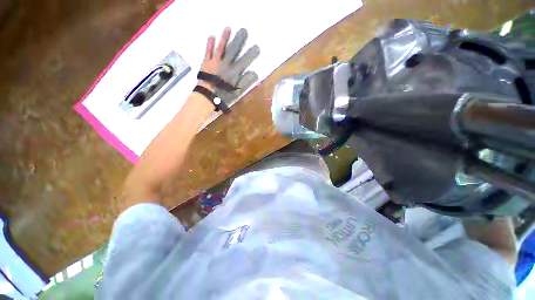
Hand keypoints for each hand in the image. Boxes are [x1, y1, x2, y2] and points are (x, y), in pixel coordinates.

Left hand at [198, 27, 259, 106]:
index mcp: (234, 71)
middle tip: (244, 30)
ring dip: (224, 38)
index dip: (251, 54)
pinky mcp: (206, 62)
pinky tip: (211, 36)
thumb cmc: (224, 95)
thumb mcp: (237, 91)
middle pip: (233, 50)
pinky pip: (208, 51)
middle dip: (239, 40)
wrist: (207, 95)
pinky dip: (210, 44)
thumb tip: (254, 73)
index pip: (245, 61)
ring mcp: (215, 62)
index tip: (257, 47)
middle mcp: (225, 63)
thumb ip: (246, 82)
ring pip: (221, 48)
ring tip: (228, 28)